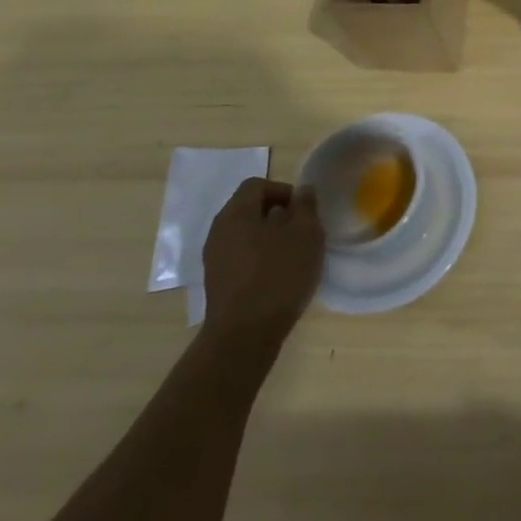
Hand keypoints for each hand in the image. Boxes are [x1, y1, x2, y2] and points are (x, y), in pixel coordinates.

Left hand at [200, 178, 323, 343]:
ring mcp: (214, 259)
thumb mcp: (306, 235)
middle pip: (249, 209)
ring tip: (292, 256)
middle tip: (301, 232)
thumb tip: (303, 190)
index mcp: (236, 213)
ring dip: (268, 238)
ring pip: (244, 234)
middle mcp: (218, 230)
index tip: (303, 211)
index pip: (257, 185)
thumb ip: (306, 207)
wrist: (244, 336)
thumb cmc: (279, 275)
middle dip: (277, 215)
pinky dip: (258, 258)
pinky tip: (277, 276)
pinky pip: (240, 257)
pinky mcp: (216, 283)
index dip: (283, 191)